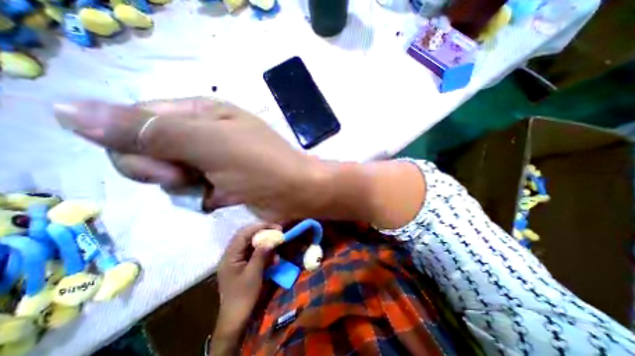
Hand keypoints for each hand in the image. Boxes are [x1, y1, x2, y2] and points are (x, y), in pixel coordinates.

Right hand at [53, 96, 329, 218]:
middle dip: (163, 170)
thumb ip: (150, 131)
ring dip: (186, 187)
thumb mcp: (209, 144)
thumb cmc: (261, 165)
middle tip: (190, 177)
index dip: (137, 147)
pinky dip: (203, 197)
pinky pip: (193, 191)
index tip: (167, 166)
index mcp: (202, 114)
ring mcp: (214, 160)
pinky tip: (222, 198)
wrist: (296, 191)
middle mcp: (205, 134)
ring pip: (170, 175)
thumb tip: (67, 110)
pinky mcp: (222, 182)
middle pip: (150, 150)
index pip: (136, 121)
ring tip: (214, 188)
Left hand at [214, 224, 278, 339]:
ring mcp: (237, 259)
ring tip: (277, 249)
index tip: (275, 227)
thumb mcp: (254, 274)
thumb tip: (271, 239)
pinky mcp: (242, 265)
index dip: (260, 227)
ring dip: (265, 245)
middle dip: (264, 233)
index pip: (244, 233)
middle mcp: (232, 254)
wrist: (235, 319)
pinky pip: (254, 254)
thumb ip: (261, 254)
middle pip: (248, 236)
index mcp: (230, 255)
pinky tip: (273, 260)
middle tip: (278, 233)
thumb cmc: (243, 296)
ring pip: (252, 244)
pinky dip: (264, 254)